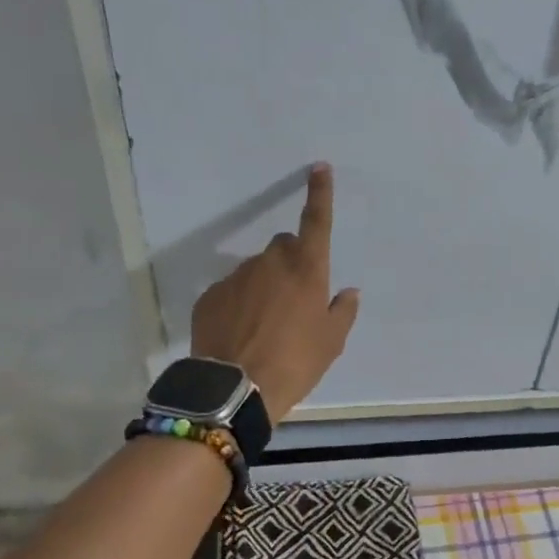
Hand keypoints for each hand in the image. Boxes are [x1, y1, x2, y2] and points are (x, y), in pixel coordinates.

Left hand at [191, 163, 360, 421]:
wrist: (236, 390)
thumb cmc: (295, 363)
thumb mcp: (331, 342)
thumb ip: (342, 311)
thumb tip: (347, 292)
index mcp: (307, 269)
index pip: (316, 221)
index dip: (319, 193)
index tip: (319, 168)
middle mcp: (271, 263)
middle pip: (284, 246)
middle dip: (291, 262)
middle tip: (295, 298)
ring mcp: (236, 277)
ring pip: (256, 270)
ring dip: (264, 285)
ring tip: (264, 325)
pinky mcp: (210, 296)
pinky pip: (231, 291)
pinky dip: (238, 303)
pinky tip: (240, 332)